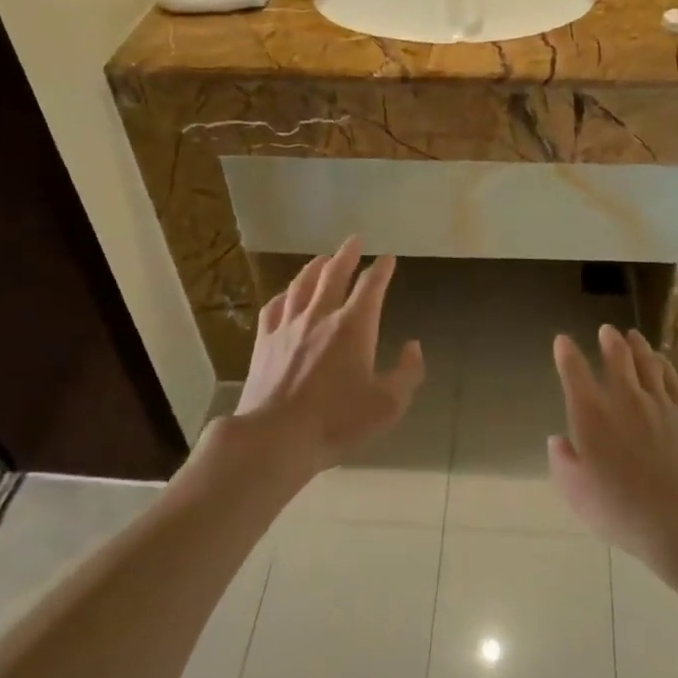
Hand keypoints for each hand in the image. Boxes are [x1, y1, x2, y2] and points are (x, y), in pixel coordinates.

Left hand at [235, 237, 424, 473]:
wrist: (275, 437)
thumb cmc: (336, 421)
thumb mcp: (387, 405)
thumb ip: (407, 373)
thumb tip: (413, 347)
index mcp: (353, 326)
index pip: (371, 286)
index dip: (382, 269)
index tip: (388, 258)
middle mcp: (321, 316)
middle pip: (334, 273)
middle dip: (347, 254)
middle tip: (355, 239)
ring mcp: (288, 326)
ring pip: (302, 284)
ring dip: (315, 267)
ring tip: (322, 258)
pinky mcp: (264, 342)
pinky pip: (274, 308)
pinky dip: (284, 295)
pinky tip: (286, 295)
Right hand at [549, 327, 677, 564]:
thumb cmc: (618, 507)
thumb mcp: (575, 491)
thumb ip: (562, 461)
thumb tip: (558, 440)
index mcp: (590, 412)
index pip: (574, 371)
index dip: (566, 353)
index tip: (562, 341)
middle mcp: (622, 397)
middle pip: (616, 356)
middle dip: (608, 340)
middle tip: (606, 330)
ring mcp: (656, 402)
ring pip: (646, 361)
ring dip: (637, 345)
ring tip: (632, 335)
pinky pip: (671, 378)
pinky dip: (663, 364)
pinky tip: (660, 360)